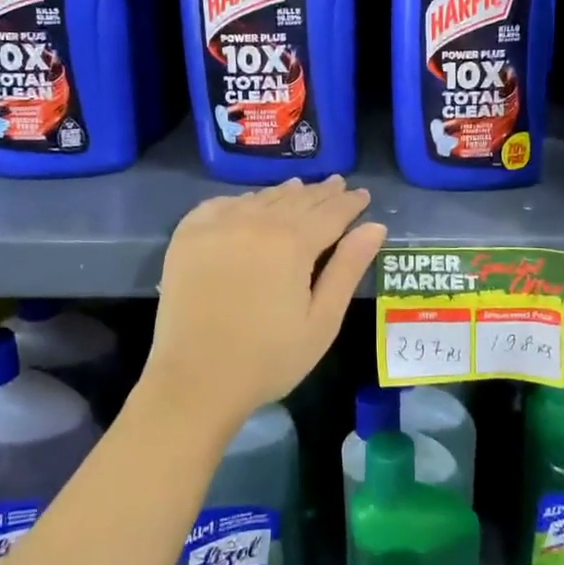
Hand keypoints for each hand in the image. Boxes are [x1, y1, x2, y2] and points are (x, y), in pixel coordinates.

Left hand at [144, 177, 386, 434]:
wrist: (196, 380)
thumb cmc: (269, 358)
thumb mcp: (322, 320)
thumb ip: (348, 269)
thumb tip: (375, 227)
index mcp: (293, 242)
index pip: (331, 213)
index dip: (350, 203)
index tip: (362, 195)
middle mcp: (255, 222)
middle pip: (296, 199)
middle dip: (321, 193)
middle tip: (337, 184)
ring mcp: (217, 225)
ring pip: (260, 198)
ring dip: (284, 193)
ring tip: (299, 188)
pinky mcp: (188, 236)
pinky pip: (221, 205)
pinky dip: (242, 201)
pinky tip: (249, 204)